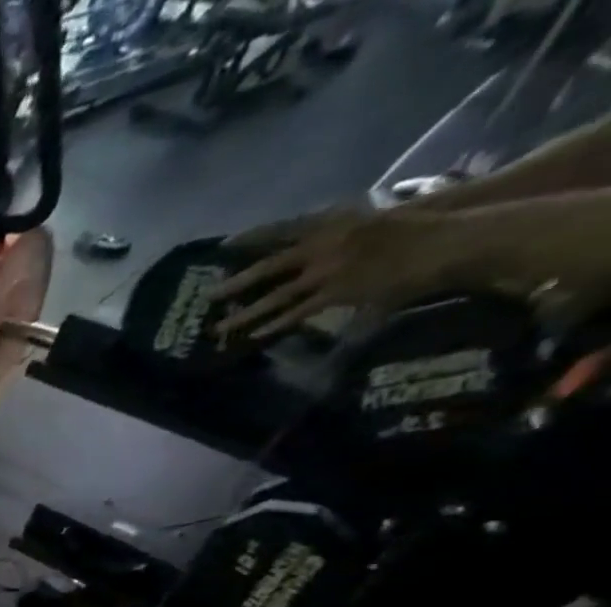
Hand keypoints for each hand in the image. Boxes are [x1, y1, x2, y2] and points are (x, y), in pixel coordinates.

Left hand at [213, 207, 472, 339]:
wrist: (449, 234)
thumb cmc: (411, 227)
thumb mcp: (367, 221)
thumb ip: (336, 232)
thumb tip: (313, 242)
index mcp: (332, 222)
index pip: (281, 229)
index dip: (252, 237)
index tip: (223, 246)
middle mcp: (325, 244)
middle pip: (269, 265)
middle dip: (236, 282)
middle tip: (208, 295)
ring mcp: (330, 269)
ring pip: (276, 296)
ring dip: (246, 314)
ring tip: (219, 327)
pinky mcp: (339, 292)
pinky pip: (299, 312)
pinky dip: (276, 324)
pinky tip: (256, 335)